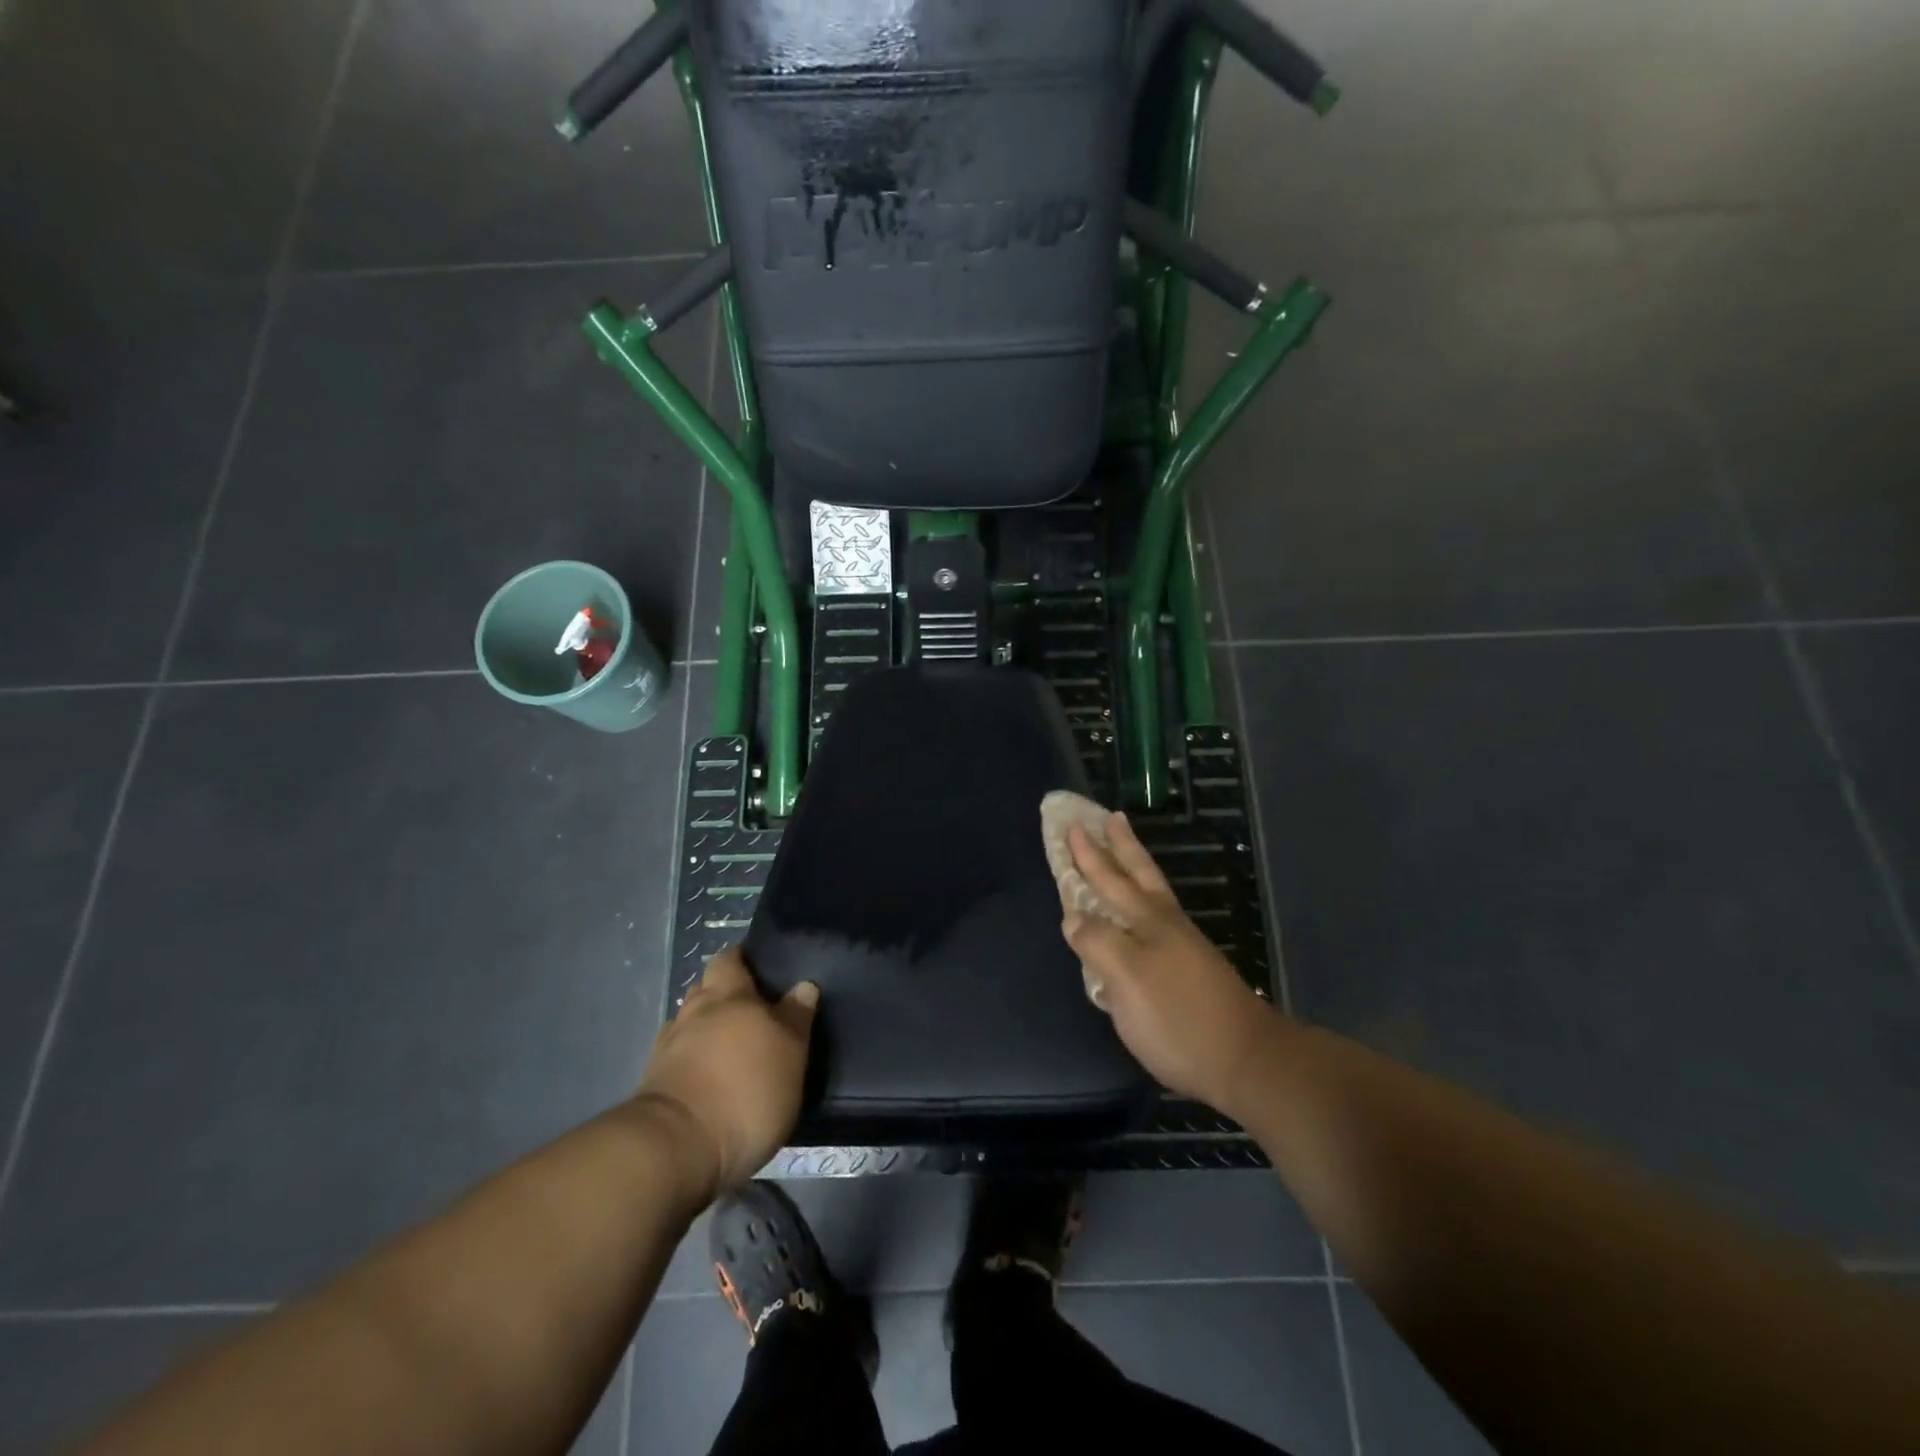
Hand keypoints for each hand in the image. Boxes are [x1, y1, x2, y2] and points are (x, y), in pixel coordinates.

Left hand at [633, 948, 817, 1194]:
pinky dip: (693, 1058)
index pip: (731, 959)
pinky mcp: (653, 1083)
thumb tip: (803, 985)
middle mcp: (694, 1011)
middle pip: (707, 988)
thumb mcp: (789, 1055)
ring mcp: (668, 1046)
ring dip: (707, 1028)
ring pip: (691, 1022)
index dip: (744, 959)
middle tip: (754, 1009)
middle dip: (725, 994)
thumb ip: (795, 1018)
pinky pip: (679, 1055)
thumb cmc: (744, 1091)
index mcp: (728, 994)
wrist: (674, 1150)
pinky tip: (709, 1075)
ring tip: (732, 1047)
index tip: (763, 967)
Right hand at [1064, 813, 1283, 1117]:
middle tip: (1109, 817)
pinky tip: (1140, 912)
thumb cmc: (1177, 1018)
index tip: (1072, 826)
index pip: (1109, 880)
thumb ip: (1097, 943)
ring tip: (1125, 850)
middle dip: (1120, 846)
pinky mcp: (1191, 968)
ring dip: (1134, 868)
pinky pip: (1157, 917)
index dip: (1089, 856)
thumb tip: (1074, 917)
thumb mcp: (1126, 980)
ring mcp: (1183, 945)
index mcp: (1147, 921)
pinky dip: (1142, 901)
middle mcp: (1165, 924)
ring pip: (1152, 893)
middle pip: (1138, 875)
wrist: (1246, 1060)